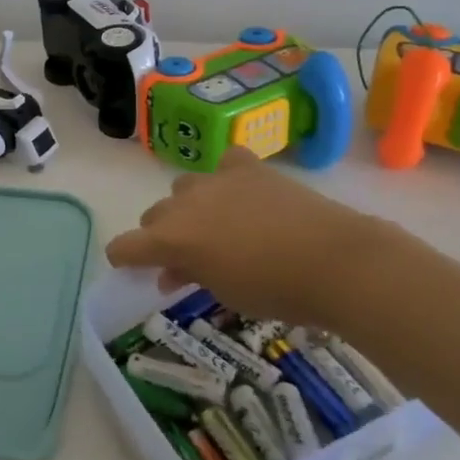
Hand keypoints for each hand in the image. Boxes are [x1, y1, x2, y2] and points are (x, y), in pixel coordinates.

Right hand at [106, 147, 386, 324]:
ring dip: (190, 208)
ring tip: (218, 227)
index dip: (124, 259)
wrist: (335, 261)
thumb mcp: (224, 294)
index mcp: (171, 239)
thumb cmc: (275, 291)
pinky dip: (227, 178)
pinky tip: (242, 193)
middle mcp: (184, 203)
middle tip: (187, 259)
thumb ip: (190, 276)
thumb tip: (172, 271)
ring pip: (184, 189)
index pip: (124, 246)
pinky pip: (224, 164)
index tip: (134, 269)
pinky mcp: (248, 168)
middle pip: (153, 215)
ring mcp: (216, 180)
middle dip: (161, 236)